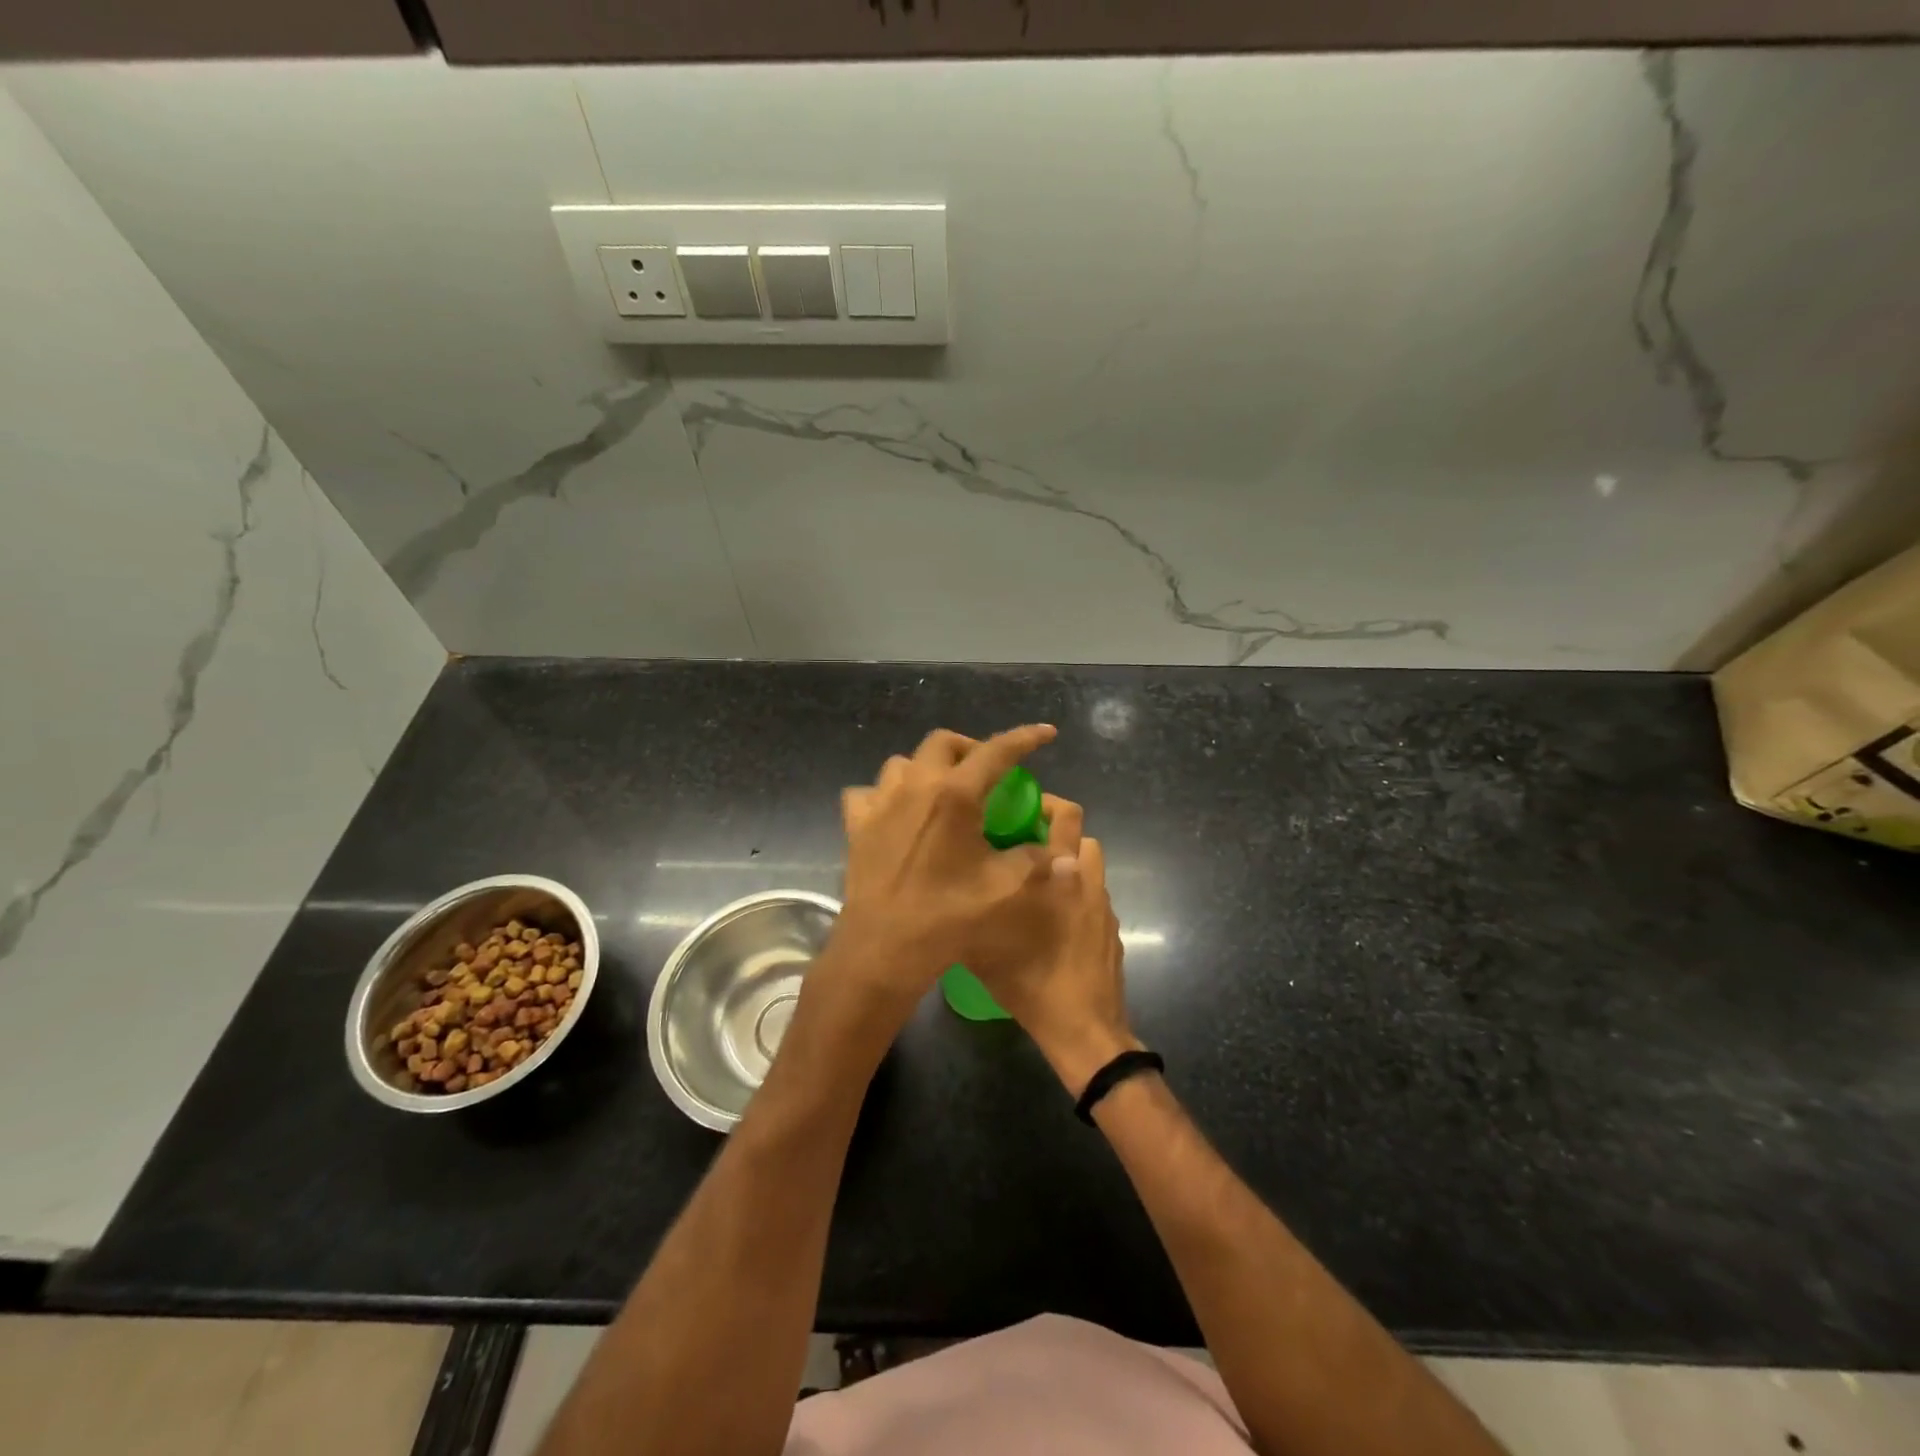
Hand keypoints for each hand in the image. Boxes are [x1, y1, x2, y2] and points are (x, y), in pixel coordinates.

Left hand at [822, 724, 1060, 1035]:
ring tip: (943, 790)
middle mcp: (915, 786)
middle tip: (988, 771)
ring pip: (903, 763)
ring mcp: (880, 803)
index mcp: (955, 795)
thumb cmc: (946, 917)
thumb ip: (1038, 863)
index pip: (996, 751)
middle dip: (971, 747)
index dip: (1025, 738)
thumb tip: (1068, 855)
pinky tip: (897, 813)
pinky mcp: (856, 826)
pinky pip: (868, 793)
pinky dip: (886, 795)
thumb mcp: (1004, 890)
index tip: (1046, 733)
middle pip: (943, 743)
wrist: (883, 948)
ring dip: (927, 767)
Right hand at [974, 835, 1141, 1096]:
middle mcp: (1086, 881)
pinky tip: (1053, 922)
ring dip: (1069, 864)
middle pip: (1083, 835)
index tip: (1018, 810)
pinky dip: (1076, 895)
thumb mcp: (983, 950)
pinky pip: (1093, 896)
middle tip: (1024, 846)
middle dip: (1058, 832)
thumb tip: (952, 894)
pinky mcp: (1112, 930)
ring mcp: (1103, 907)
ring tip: (1038, 884)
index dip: (1046, 803)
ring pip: (1090, 867)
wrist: (1084, 1028)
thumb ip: (973, 912)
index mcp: (1060, 875)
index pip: (1067, 816)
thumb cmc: (1032, 983)